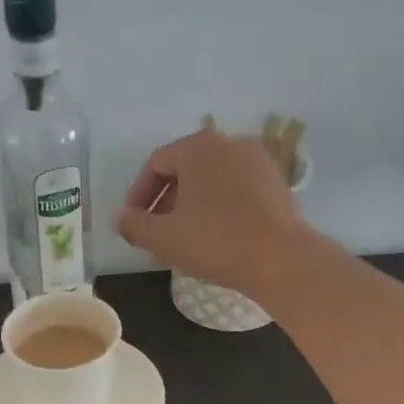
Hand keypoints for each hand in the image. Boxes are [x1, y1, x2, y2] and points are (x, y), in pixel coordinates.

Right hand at [116, 128, 311, 295]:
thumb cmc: (216, 242)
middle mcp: (229, 143)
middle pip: (186, 169)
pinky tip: (217, 236)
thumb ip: (134, 225)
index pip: (156, 164)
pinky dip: (220, 207)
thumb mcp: (163, 238)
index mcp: (198, 147)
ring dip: (192, 205)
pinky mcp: (277, 183)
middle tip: (157, 232)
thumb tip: (122, 219)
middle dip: (166, 200)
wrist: (282, 260)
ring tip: (185, 237)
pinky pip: (237, 189)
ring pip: (212, 180)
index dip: (138, 194)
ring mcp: (258, 161)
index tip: (133, 222)